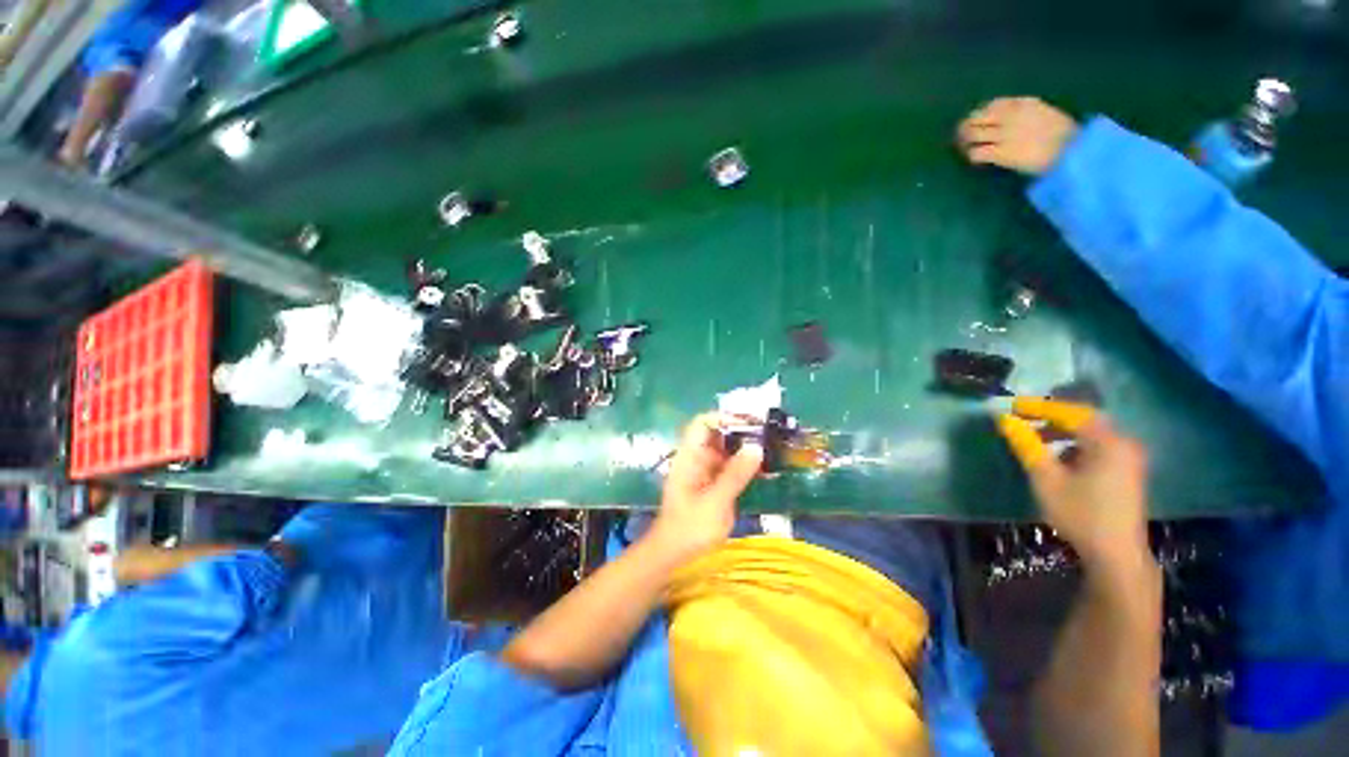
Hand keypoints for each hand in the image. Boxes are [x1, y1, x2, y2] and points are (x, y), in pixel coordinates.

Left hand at [650, 413, 763, 559]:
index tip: (751, 424)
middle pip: (717, 433)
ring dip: (745, 447)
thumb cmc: (689, 528)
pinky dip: (744, 464)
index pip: (703, 423)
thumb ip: (735, 474)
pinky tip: (764, 469)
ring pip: (725, 449)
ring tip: (771, 448)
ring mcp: (704, 470)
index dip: (725, 418)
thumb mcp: (715, 501)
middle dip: (741, 431)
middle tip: (768, 436)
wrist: (674, 554)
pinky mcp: (712, 483)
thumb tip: (756, 447)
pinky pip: (729, 466)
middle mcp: (696, 458)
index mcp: (690, 456)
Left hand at [957, 97, 1078, 174]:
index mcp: (1023, 104)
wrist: (1070, 150)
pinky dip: (971, 156)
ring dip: (964, 142)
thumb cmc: (1066, 135)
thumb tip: (1012, 123)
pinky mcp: (999, 153)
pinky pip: (975, 153)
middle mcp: (1009, 116)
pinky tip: (976, 161)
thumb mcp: (1047, 116)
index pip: (993, 105)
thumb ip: (1028, 116)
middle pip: (976, 118)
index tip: (978, 121)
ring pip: (971, 135)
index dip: (981, 114)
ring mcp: (1002, 134)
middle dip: (966, 127)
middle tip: (962, 137)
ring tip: (965, 148)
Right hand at [997, 411, 1152, 574]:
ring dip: (1062, 432)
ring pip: (1091, 434)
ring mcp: (1128, 459)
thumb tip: (1004, 419)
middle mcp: (1123, 444)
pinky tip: (1058, 458)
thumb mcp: (1046, 479)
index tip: (1012, 406)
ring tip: (1035, 438)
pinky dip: (1075, 445)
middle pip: (1084, 420)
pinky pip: (1098, 447)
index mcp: (1108, 442)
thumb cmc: (1080, 514)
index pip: (1070, 412)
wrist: (1116, 555)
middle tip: (1022, 419)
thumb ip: (1026, 445)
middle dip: (1051, 417)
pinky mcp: (1127, 472)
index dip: (1039, 407)